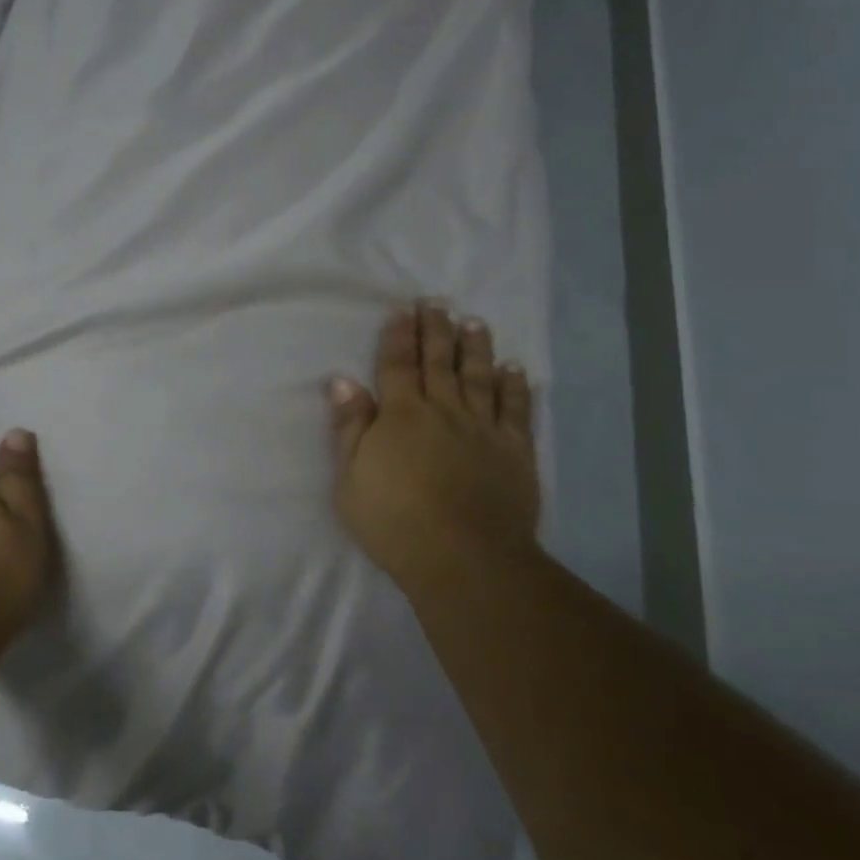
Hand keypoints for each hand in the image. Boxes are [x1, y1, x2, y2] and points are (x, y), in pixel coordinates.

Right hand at [329, 303, 540, 587]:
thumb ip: (350, 427)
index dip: (398, 336)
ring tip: (474, 322)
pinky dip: (514, 386)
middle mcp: (443, 410)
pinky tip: (514, 368)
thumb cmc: (393, 521)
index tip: (402, 310)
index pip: (396, 366)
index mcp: (400, 415)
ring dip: (475, 347)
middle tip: (437, 302)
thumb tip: (343, 380)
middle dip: (435, 330)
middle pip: (438, 362)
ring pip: (478, 376)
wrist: (463, 557)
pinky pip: (515, 409)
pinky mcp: (514, 450)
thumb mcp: (351, 478)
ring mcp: (482, 428)